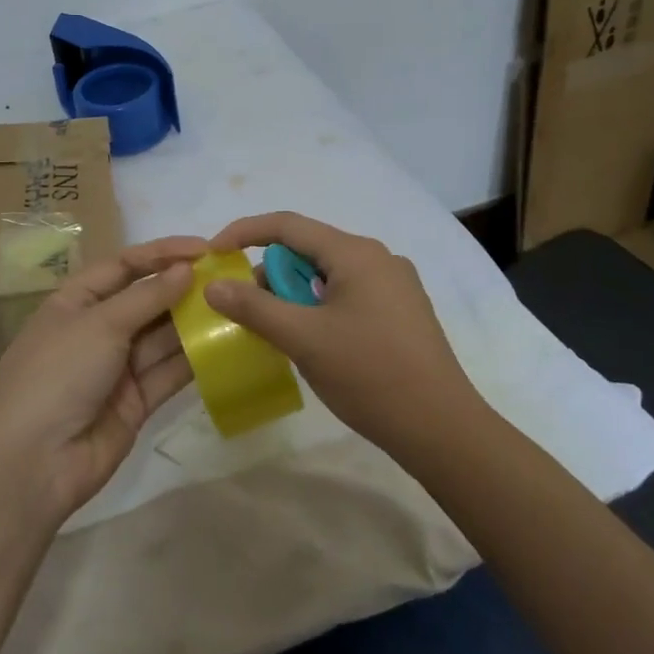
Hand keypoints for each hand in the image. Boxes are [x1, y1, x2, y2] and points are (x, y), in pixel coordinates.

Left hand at [0, 236, 207, 522]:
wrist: (32, 462)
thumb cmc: (58, 374)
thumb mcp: (99, 324)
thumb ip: (147, 297)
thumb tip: (186, 269)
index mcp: (75, 302)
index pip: (122, 266)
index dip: (161, 253)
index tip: (204, 248)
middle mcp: (96, 330)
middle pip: (146, 300)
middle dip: (183, 288)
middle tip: (230, 276)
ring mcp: (117, 368)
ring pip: (162, 337)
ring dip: (194, 322)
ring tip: (236, 305)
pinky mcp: (136, 402)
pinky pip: (169, 373)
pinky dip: (195, 359)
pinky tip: (228, 343)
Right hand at [205, 212, 476, 448]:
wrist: (441, 427)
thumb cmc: (369, 374)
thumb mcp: (303, 338)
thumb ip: (254, 307)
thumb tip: (213, 285)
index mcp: (356, 253)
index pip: (288, 225)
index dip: (244, 232)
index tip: (213, 254)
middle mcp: (378, 259)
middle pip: (308, 250)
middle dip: (271, 274)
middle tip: (247, 309)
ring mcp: (395, 286)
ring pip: (327, 276)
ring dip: (295, 296)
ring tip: (279, 333)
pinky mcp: (401, 312)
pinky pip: (347, 295)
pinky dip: (318, 309)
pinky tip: (313, 343)